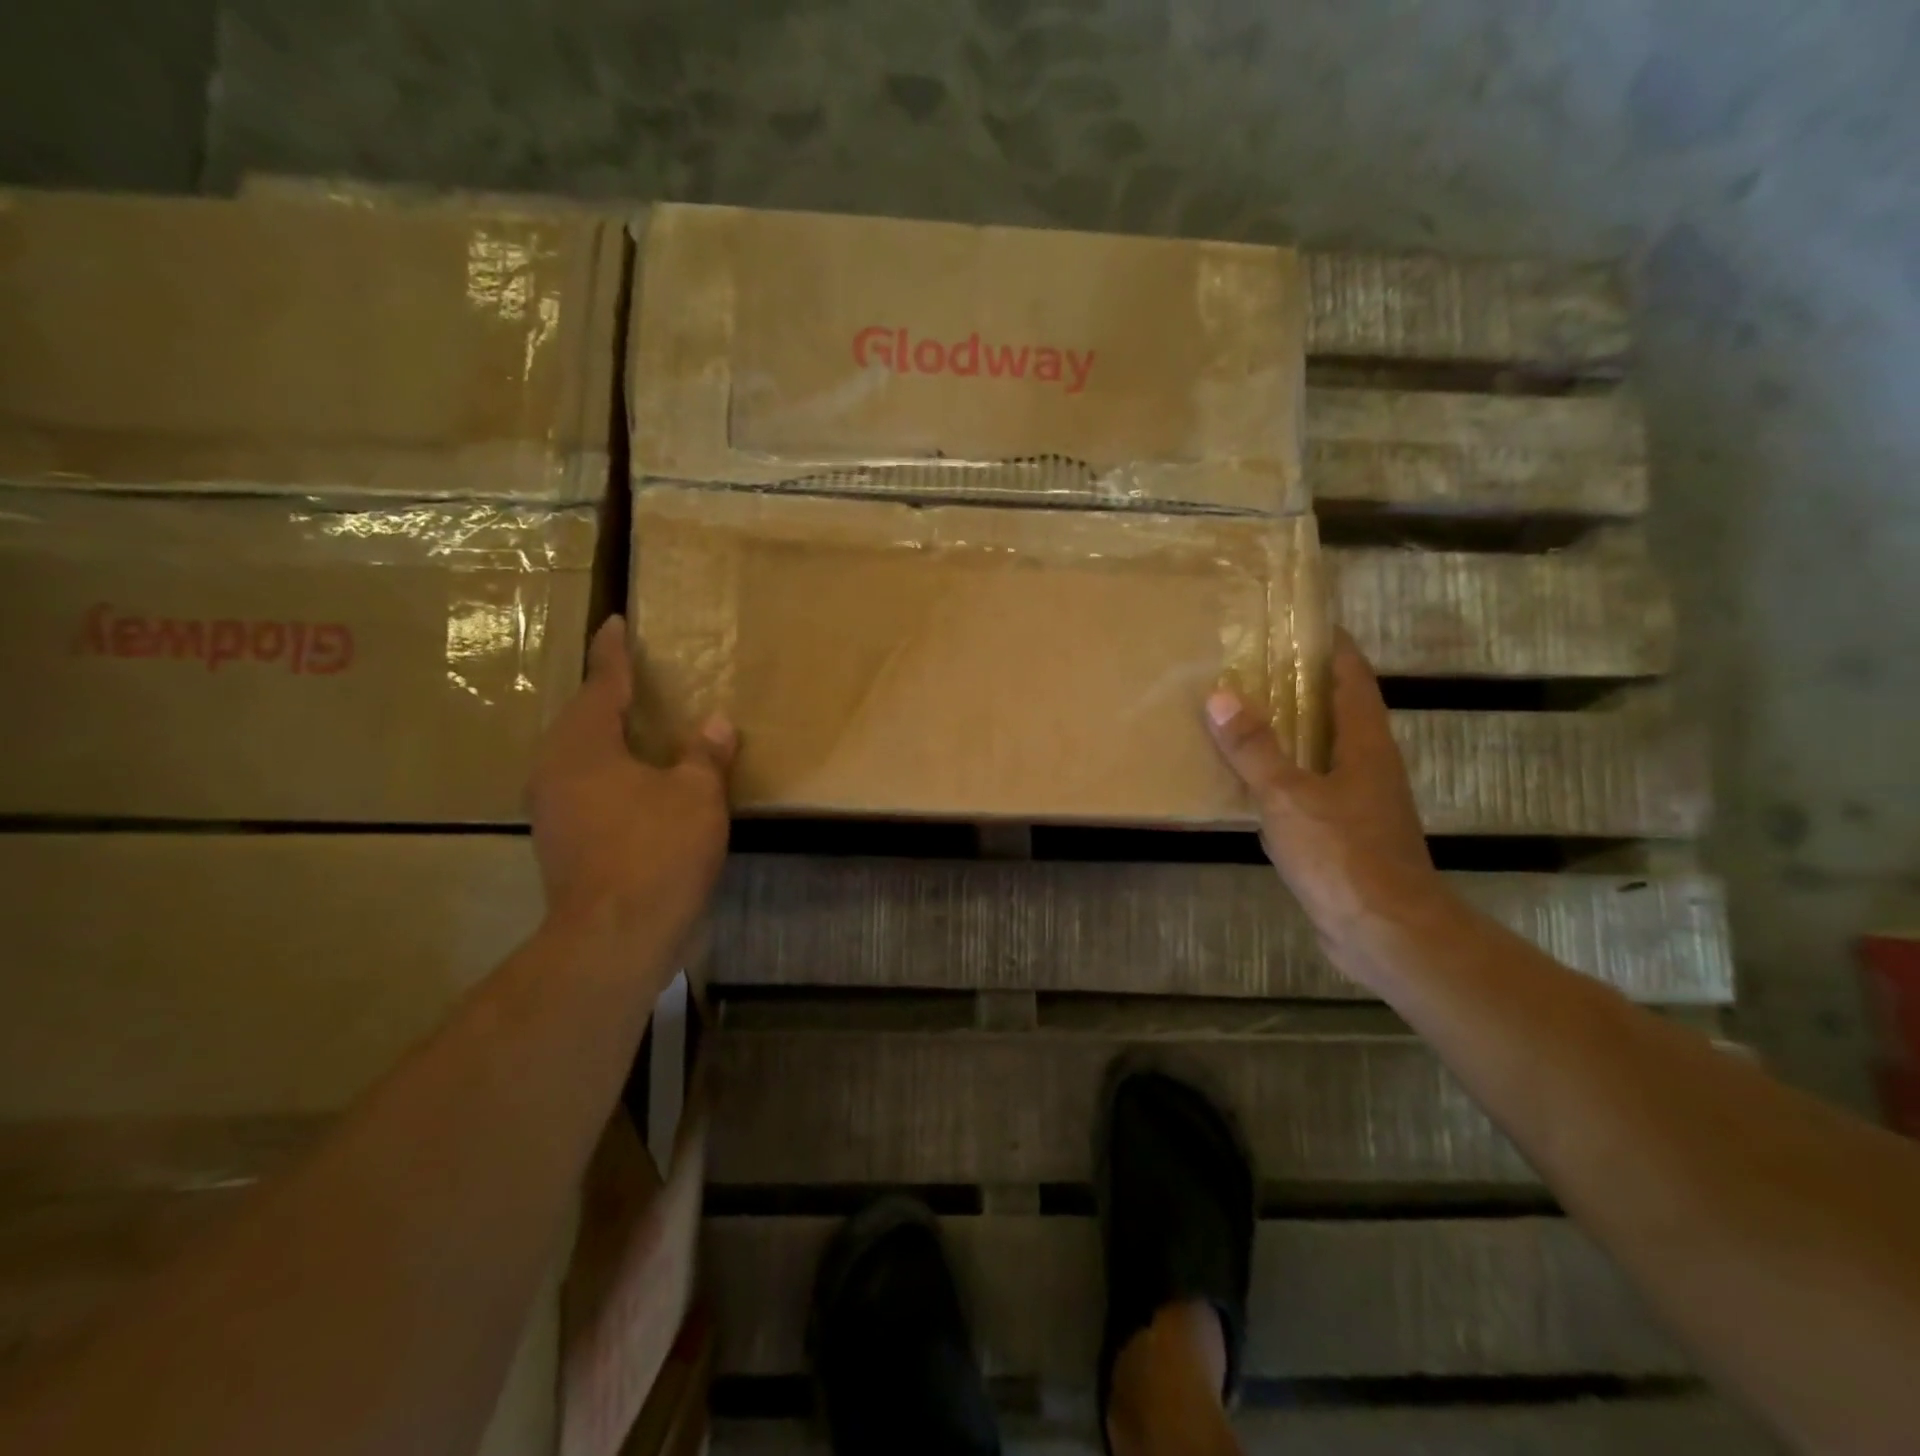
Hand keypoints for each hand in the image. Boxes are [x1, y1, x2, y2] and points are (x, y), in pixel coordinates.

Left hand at [527, 616, 734, 940]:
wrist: (615, 936)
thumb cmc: (656, 851)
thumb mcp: (695, 795)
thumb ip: (705, 755)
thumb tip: (717, 723)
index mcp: (584, 746)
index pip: (602, 684)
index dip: (613, 653)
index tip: (615, 623)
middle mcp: (555, 770)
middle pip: (582, 719)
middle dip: (606, 695)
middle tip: (633, 676)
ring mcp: (552, 809)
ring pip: (579, 756)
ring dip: (607, 737)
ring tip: (637, 725)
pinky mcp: (562, 841)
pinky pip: (584, 786)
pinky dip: (609, 772)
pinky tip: (635, 781)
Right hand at [1204, 632, 1442, 960]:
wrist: (1385, 933)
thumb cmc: (1342, 855)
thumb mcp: (1288, 796)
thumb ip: (1254, 749)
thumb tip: (1220, 697)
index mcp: (1364, 745)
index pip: (1352, 679)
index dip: (1332, 647)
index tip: (1301, 623)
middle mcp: (1368, 766)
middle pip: (1338, 711)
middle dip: (1302, 686)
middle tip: (1255, 666)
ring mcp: (1360, 803)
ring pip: (1323, 752)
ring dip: (1292, 731)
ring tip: (1247, 715)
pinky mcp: (1346, 835)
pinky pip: (1311, 788)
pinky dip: (1285, 774)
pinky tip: (1253, 782)